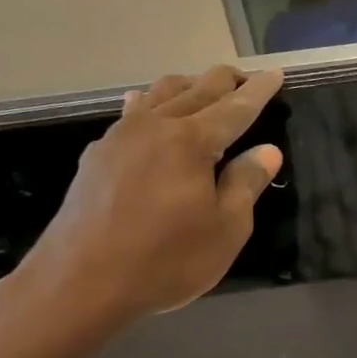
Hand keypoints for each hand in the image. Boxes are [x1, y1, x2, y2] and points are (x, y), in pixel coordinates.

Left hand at [15, 66, 283, 336]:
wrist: (81, 283)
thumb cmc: (166, 259)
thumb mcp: (226, 228)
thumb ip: (246, 183)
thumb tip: (267, 151)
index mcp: (191, 141)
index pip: (235, 108)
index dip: (259, 91)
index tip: (275, 74)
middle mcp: (155, 126)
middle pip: (196, 91)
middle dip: (225, 81)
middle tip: (246, 77)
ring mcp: (120, 138)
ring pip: (160, 94)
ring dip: (188, 87)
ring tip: (203, 88)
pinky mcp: (97, 156)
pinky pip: (132, 113)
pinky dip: (151, 103)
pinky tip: (145, 105)